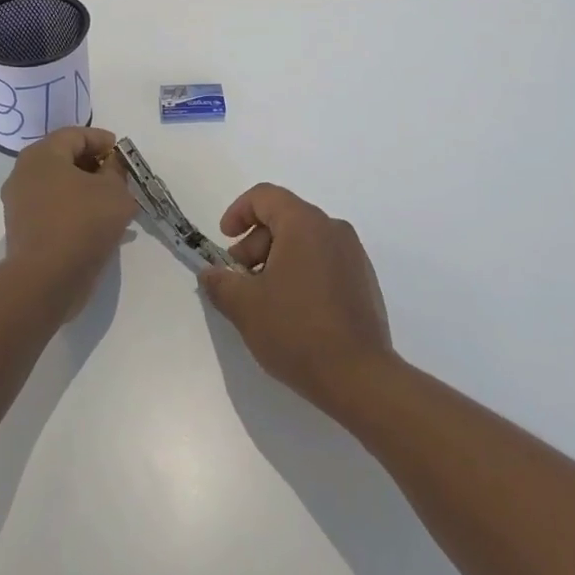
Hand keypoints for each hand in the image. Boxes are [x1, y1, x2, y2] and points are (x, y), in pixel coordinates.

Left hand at [1, 126, 136, 320]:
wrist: (46, 280)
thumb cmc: (83, 223)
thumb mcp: (115, 191)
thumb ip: (117, 170)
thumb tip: (112, 164)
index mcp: (42, 155)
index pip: (75, 135)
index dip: (102, 140)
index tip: (122, 153)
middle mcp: (24, 173)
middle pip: (64, 158)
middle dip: (94, 165)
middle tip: (119, 177)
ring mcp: (19, 203)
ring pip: (58, 185)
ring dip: (85, 189)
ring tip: (112, 203)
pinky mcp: (21, 229)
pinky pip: (52, 208)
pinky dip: (73, 209)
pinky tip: (95, 223)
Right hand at [198, 184, 397, 414]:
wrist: (359, 377)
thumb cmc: (296, 330)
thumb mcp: (245, 307)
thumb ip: (221, 283)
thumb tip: (210, 273)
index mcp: (304, 223)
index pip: (265, 196)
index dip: (238, 212)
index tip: (224, 240)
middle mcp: (332, 228)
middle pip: (285, 218)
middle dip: (255, 243)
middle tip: (239, 279)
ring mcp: (353, 254)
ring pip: (305, 241)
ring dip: (277, 260)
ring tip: (263, 299)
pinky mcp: (364, 281)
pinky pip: (324, 261)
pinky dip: (302, 272)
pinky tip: (293, 311)